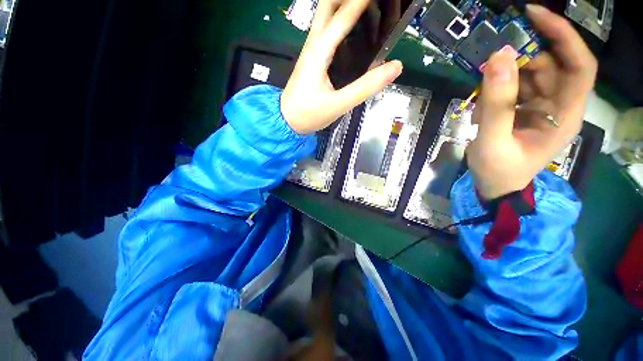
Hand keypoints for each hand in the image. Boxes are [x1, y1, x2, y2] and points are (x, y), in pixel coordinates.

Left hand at [281, 0, 402, 133]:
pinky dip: (340, 23)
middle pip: (328, 6)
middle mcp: (313, 44)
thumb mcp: (338, 104)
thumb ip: (365, 87)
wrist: (287, 121)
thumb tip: (395, 66)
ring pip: (325, 17)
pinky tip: (354, 32)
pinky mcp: (312, 59)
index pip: (343, 15)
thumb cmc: (309, 114)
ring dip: (344, 6)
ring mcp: (311, 51)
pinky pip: (326, 32)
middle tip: (370, 4)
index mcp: (319, 51)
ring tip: (368, 10)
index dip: (362, 0)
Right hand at [466, 4, 597, 199]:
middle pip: (552, 65)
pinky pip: (517, 87)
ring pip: (531, 74)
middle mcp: (561, 105)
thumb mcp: (492, 141)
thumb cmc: (498, 171)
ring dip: (505, 78)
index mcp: (565, 116)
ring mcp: (544, 107)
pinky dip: (498, 89)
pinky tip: (483, 107)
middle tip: (490, 64)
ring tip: (482, 99)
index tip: (534, 15)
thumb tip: (498, 57)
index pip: (579, 65)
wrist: (494, 186)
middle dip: (521, 59)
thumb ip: (496, 104)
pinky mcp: (528, 109)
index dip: (562, 36)